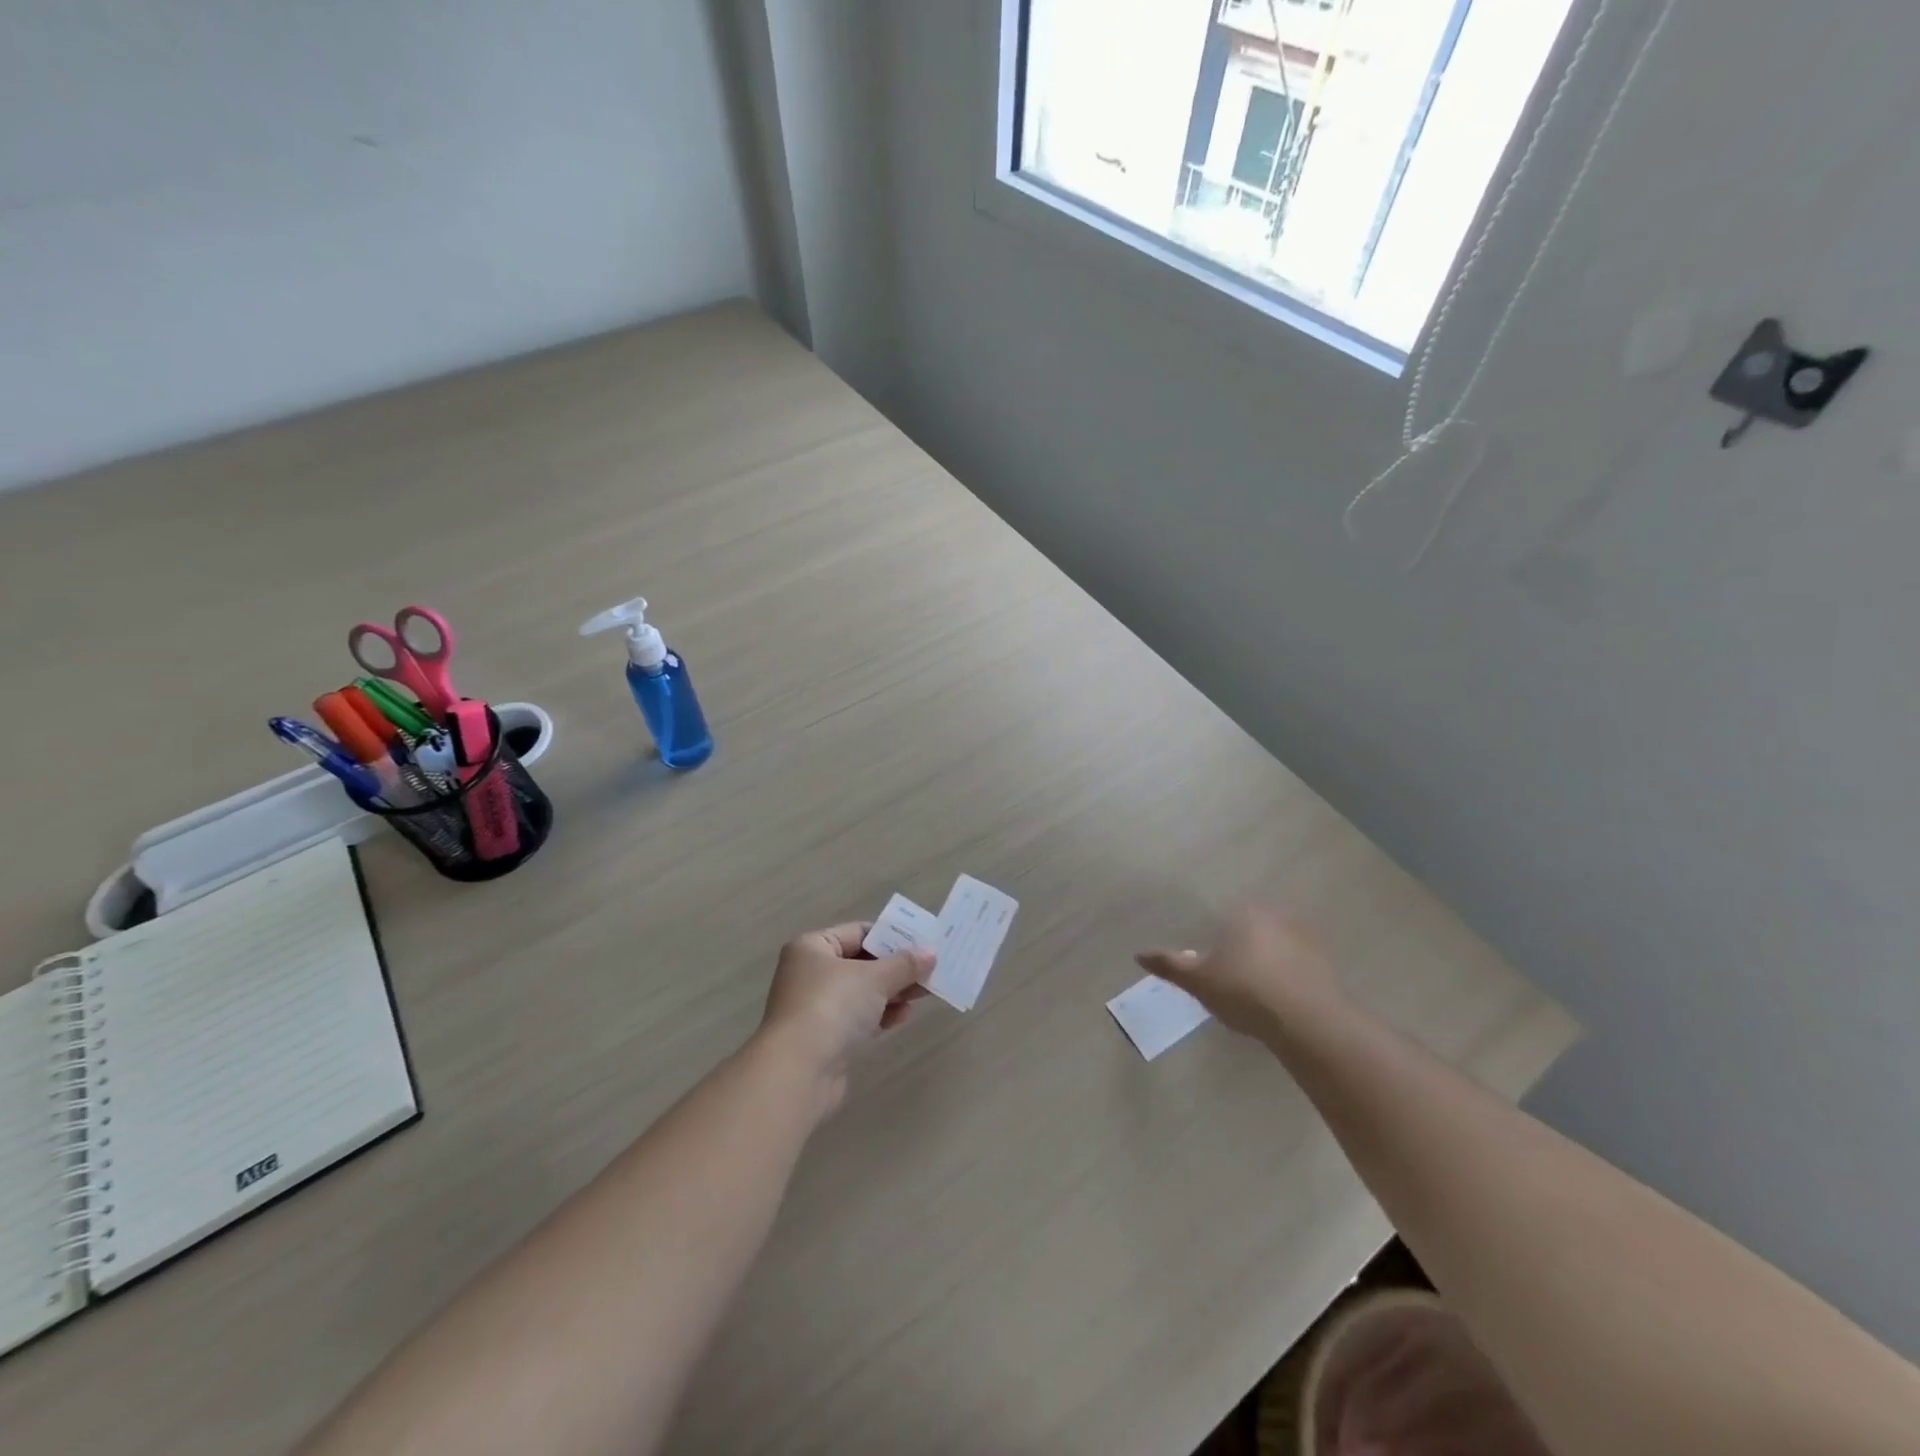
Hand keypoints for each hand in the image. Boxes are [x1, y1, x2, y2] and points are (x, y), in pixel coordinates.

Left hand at [757, 923, 933, 1115]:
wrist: (799, 1071)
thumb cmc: (833, 1006)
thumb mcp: (875, 978)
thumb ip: (905, 964)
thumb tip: (931, 952)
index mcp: (813, 947)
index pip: (858, 932)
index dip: (892, 937)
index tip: (922, 945)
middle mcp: (810, 973)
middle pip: (862, 963)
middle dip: (896, 968)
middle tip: (930, 970)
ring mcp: (816, 1007)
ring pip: (862, 992)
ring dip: (892, 992)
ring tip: (924, 993)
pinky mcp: (825, 1038)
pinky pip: (858, 1018)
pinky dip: (880, 1015)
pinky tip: (903, 1016)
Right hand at [1136, 905, 1342, 1038]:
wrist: (1309, 1024)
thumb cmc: (1245, 992)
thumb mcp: (1199, 981)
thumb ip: (1170, 965)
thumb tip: (1139, 954)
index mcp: (1244, 914)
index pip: (1222, 917)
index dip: (1213, 938)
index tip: (1208, 961)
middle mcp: (1275, 917)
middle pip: (1248, 930)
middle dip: (1238, 948)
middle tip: (1226, 977)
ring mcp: (1304, 940)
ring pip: (1274, 947)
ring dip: (1264, 962)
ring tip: (1251, 992)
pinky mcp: (1324, 965)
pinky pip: (1295, 966)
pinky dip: (1285, 977)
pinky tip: (1277, 1000)